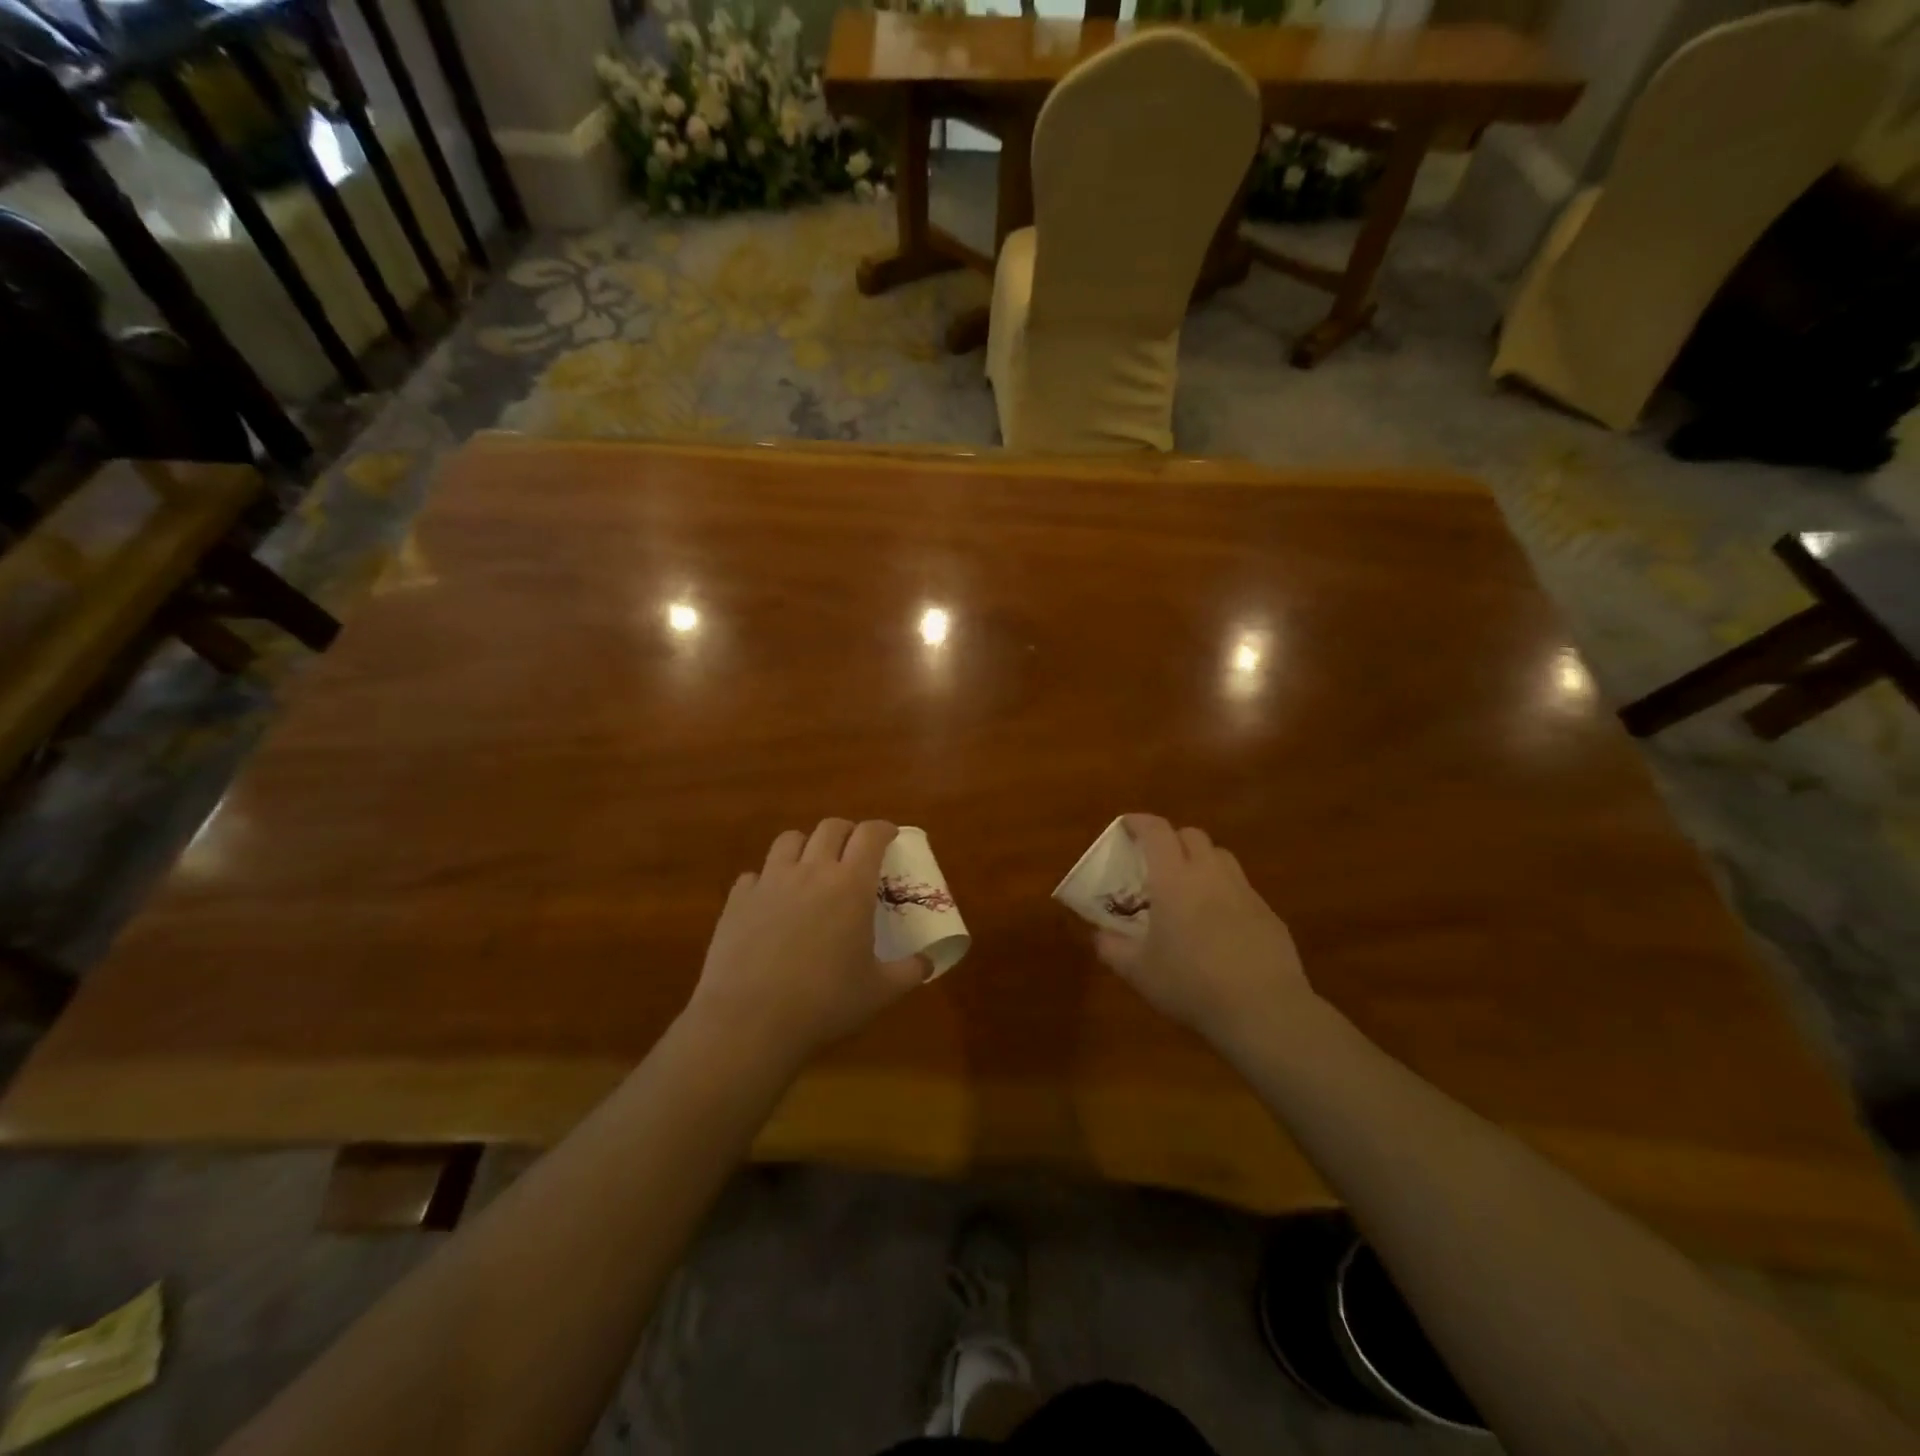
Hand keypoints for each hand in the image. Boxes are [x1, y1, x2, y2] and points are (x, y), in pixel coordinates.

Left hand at [687, 819, 928, 1067]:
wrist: (749, 1021)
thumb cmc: (824, 1003)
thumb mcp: (879, 991)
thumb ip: (910, 971)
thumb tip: (929, 961)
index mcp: (851, 884)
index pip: (870, 835)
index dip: (883, 829)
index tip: (890, 836)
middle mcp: (811, 871)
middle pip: (830, 828)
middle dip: (847, 832)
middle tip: (854, 851)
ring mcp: (770, 881)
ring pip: (789, 840)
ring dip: (805, 846)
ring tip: (811, 867)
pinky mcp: (738, 900)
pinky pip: (754, 875)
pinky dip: (767, 880)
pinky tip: (771, 903)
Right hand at [1094, 815, 1314, 1051]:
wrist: (1263, 1010)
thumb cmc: (1190, 984)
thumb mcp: (1138, 971)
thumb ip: (1112, 948)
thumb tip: (1098, 935)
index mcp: (1174, 879)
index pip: (1156, 831)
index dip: (1139, 822)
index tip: (1126, 825)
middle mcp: (1210, 874)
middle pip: (1192, 835)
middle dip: (1172, 839)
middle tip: (1156, 860)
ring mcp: (1244, 892)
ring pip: (1221, 857)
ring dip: (1201, 860)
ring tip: (1188, 886)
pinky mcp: (1269, 914)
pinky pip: (1241, 888)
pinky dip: (1224, 891)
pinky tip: (1219, 923)